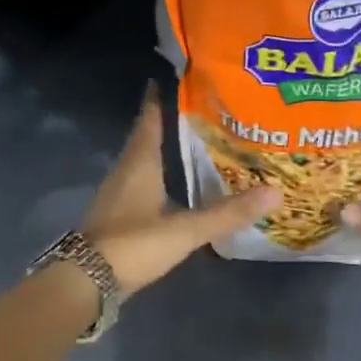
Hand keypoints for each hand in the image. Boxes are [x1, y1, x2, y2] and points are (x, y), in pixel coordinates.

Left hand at [82, 85, 279, 294]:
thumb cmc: (132, 245)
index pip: (150, 117)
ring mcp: (117, 193)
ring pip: (143, 160)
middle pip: (147, 136)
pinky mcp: (116, 215)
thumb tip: (275, 192)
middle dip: (170, 121)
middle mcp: (125, 170)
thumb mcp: (184, 230)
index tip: (180, 76)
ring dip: (164, 149)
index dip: (162, 96)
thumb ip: (226, 213)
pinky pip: (140, 182)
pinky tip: (175, 185)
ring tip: (195, 142)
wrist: (85, 283)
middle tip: (202, 109)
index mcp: (139, 163)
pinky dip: (159, 175)